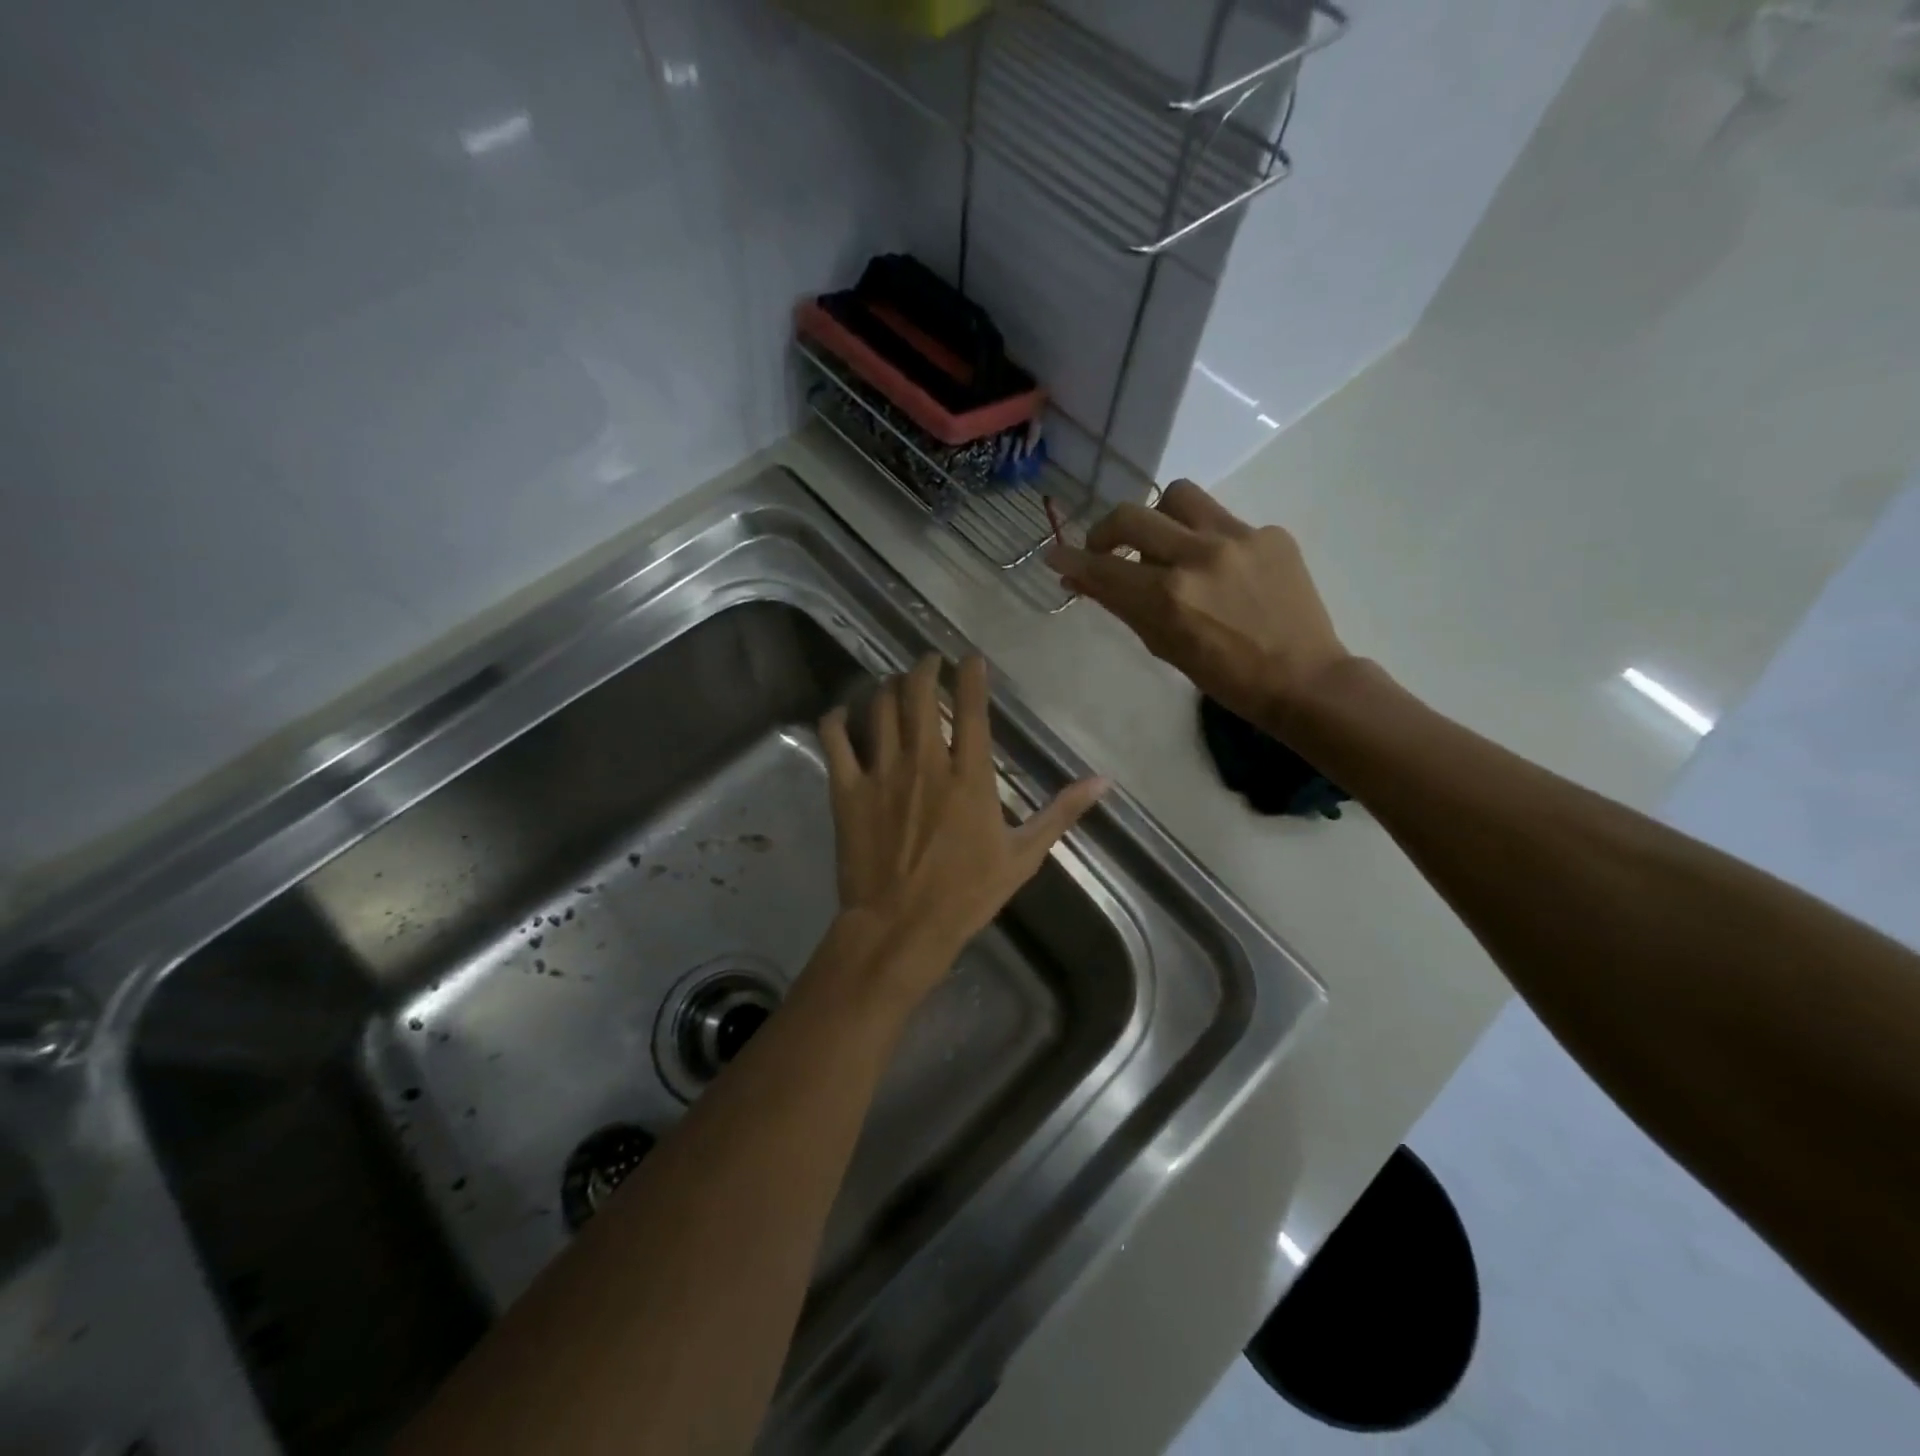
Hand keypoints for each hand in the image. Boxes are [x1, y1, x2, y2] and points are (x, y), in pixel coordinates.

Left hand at [818, 654, 1107, 1006]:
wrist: (901, 927)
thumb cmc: (967, 894)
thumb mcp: (1023, 855)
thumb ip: (1060, 813)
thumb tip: (1103, 781)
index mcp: (969, 776)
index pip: (972, 709)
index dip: (970, 675)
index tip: (970, 658)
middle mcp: (924, 762)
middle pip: (919, 694)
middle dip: (924, 668)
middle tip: (928, 662)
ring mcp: (882, 773)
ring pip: (880, 708)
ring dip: (888, 687)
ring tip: (895, 683)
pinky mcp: (847, 790)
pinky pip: (835, 740)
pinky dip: (835, 719)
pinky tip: (840, 713)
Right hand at [1045, 480, 1352, 732]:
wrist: (1303, 679)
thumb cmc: (1227, 678)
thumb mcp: (1165, 646)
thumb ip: (1122, 606)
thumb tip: (1080, 578)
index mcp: (1170, 596)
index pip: (1104, 568)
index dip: (1072, 559)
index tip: (1054, 554)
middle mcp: (1200, 556)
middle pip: (1132, 515)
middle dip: (1106, 530)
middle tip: (1106, 548)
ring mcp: (1239, 538)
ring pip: (1178, 497)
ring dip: (1159, 518)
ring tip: (1166, 545)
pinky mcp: (1270, 533)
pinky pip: (1222, 520)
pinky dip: (1208, 540)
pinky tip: (1221, 570)